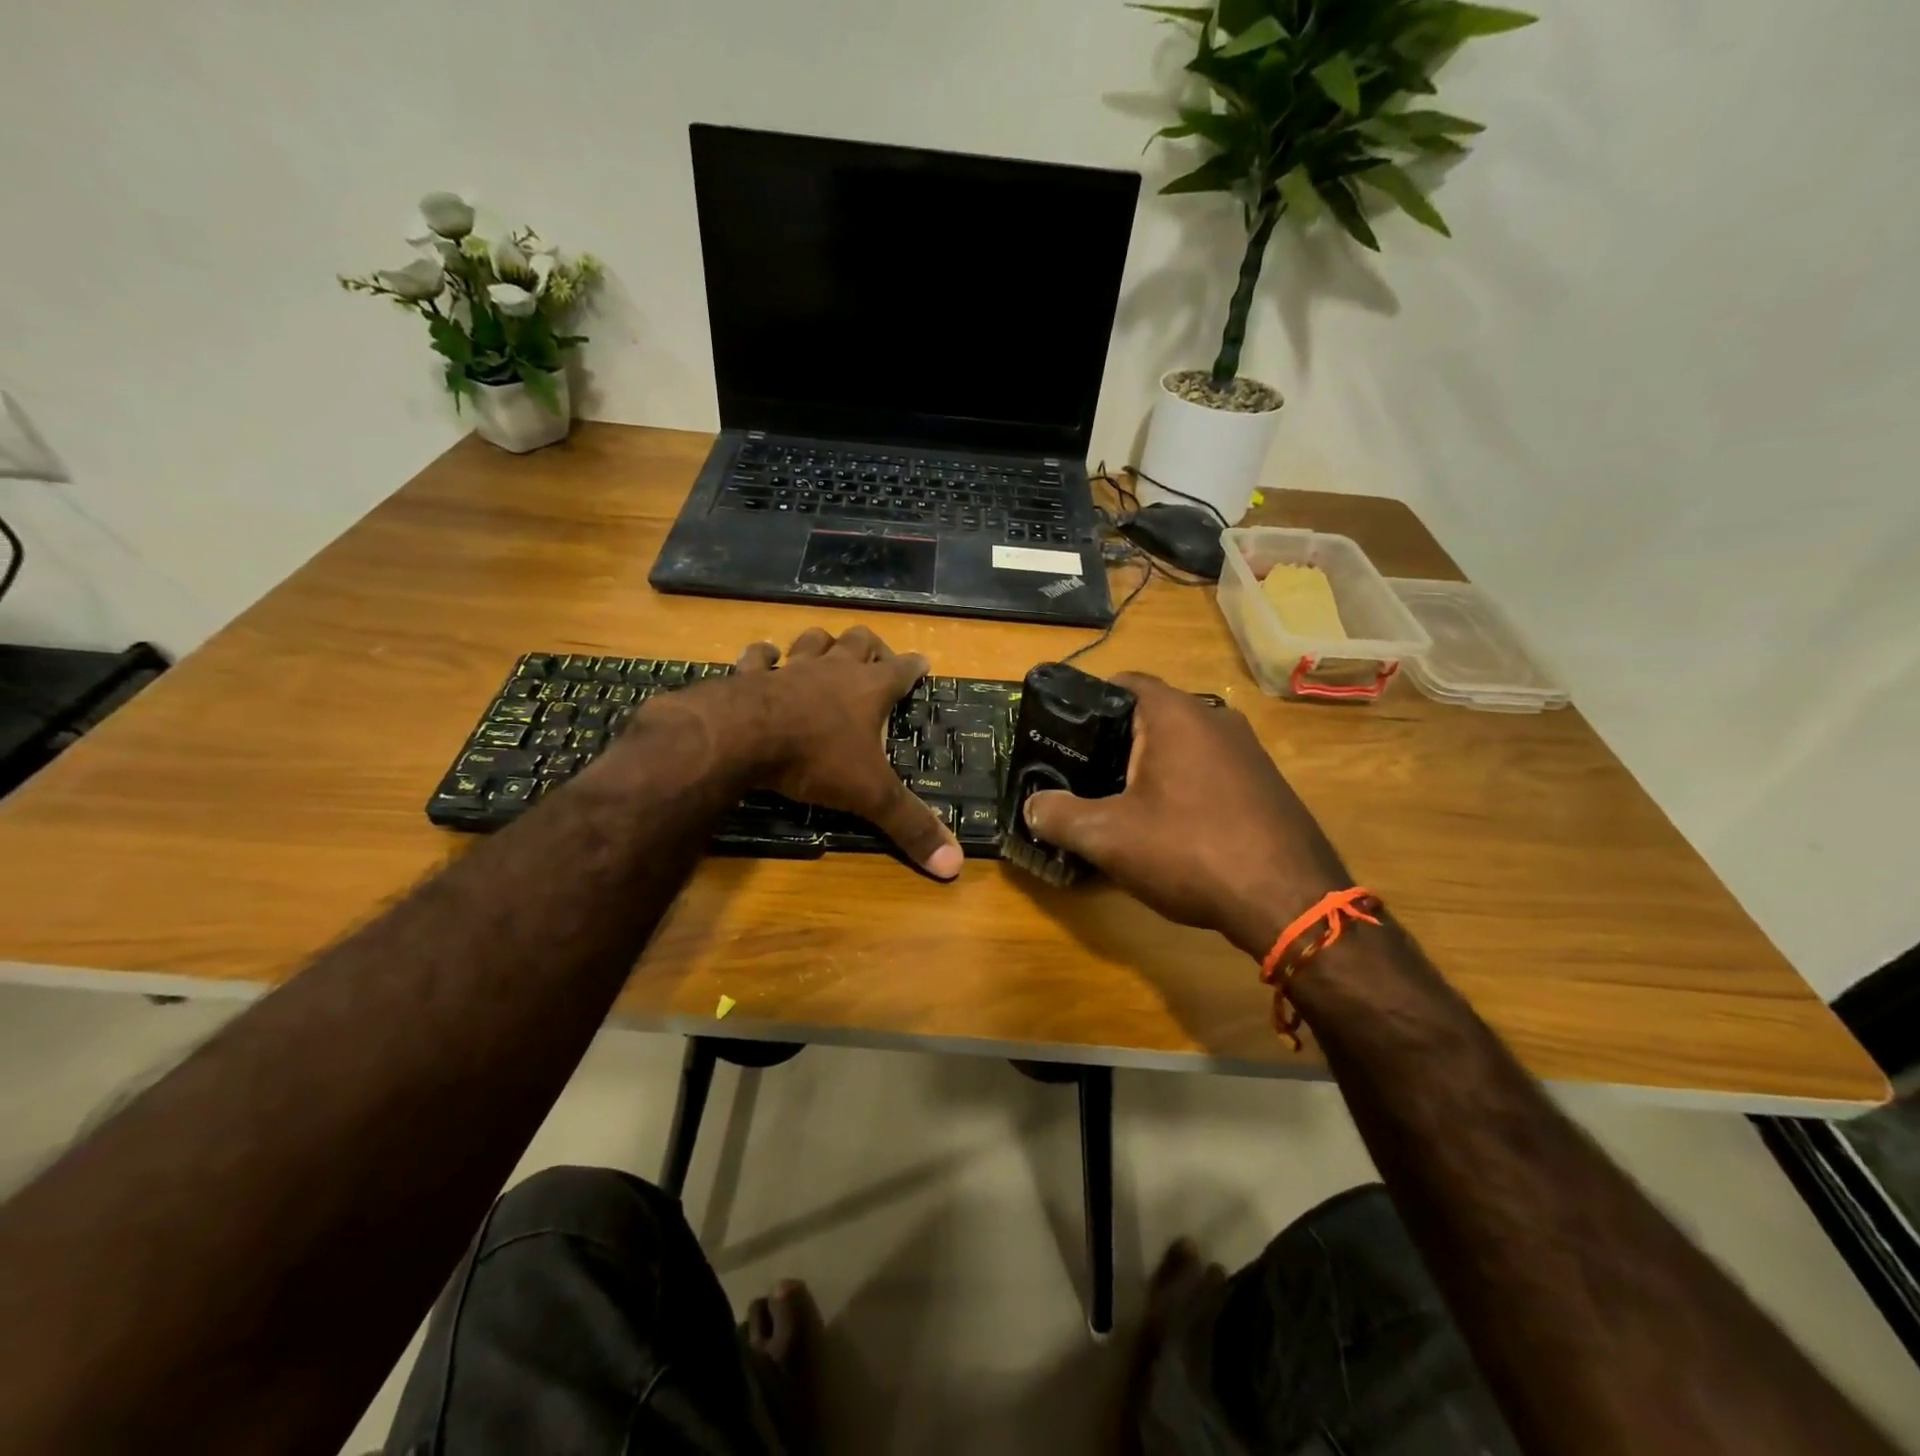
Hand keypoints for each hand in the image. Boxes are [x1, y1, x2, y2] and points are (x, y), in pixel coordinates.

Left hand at [696, 626, 962, 879]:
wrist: (742, 737)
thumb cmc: (816, 759)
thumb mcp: (871, 796)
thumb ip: (911, 825)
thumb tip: (956, 864)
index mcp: (869, 690)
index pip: (902, 669)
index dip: (915, 666)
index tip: (923, 662)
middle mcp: (832, 670)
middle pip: (858, 642)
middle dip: (871, 646)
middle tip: (876, 657)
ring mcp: (789, 669)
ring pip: (812, 641)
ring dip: (822, 643)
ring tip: (826, 650)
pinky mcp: (749, 675)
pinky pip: (758, 657)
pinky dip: (763, 657)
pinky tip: (764, 658)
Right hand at [1023, 673, 1349, 957]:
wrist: (1289, 901)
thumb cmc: (1191, 851)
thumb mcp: (1109, 837)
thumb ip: (1060, 815)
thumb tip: (1032, 806)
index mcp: (1176, 714)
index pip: (1123, 682)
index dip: (1087, 702)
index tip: (1063, 733)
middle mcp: (1216, 719)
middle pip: (1151, 716)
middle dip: (1115, 742)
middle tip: (1083, 775)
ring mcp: (1248, 751)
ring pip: (1182, 746)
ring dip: (1150, 768)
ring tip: (1120, 803)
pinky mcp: (1266, 784)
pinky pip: (1209, 771)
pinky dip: (1183, 786)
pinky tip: (1172, 828)